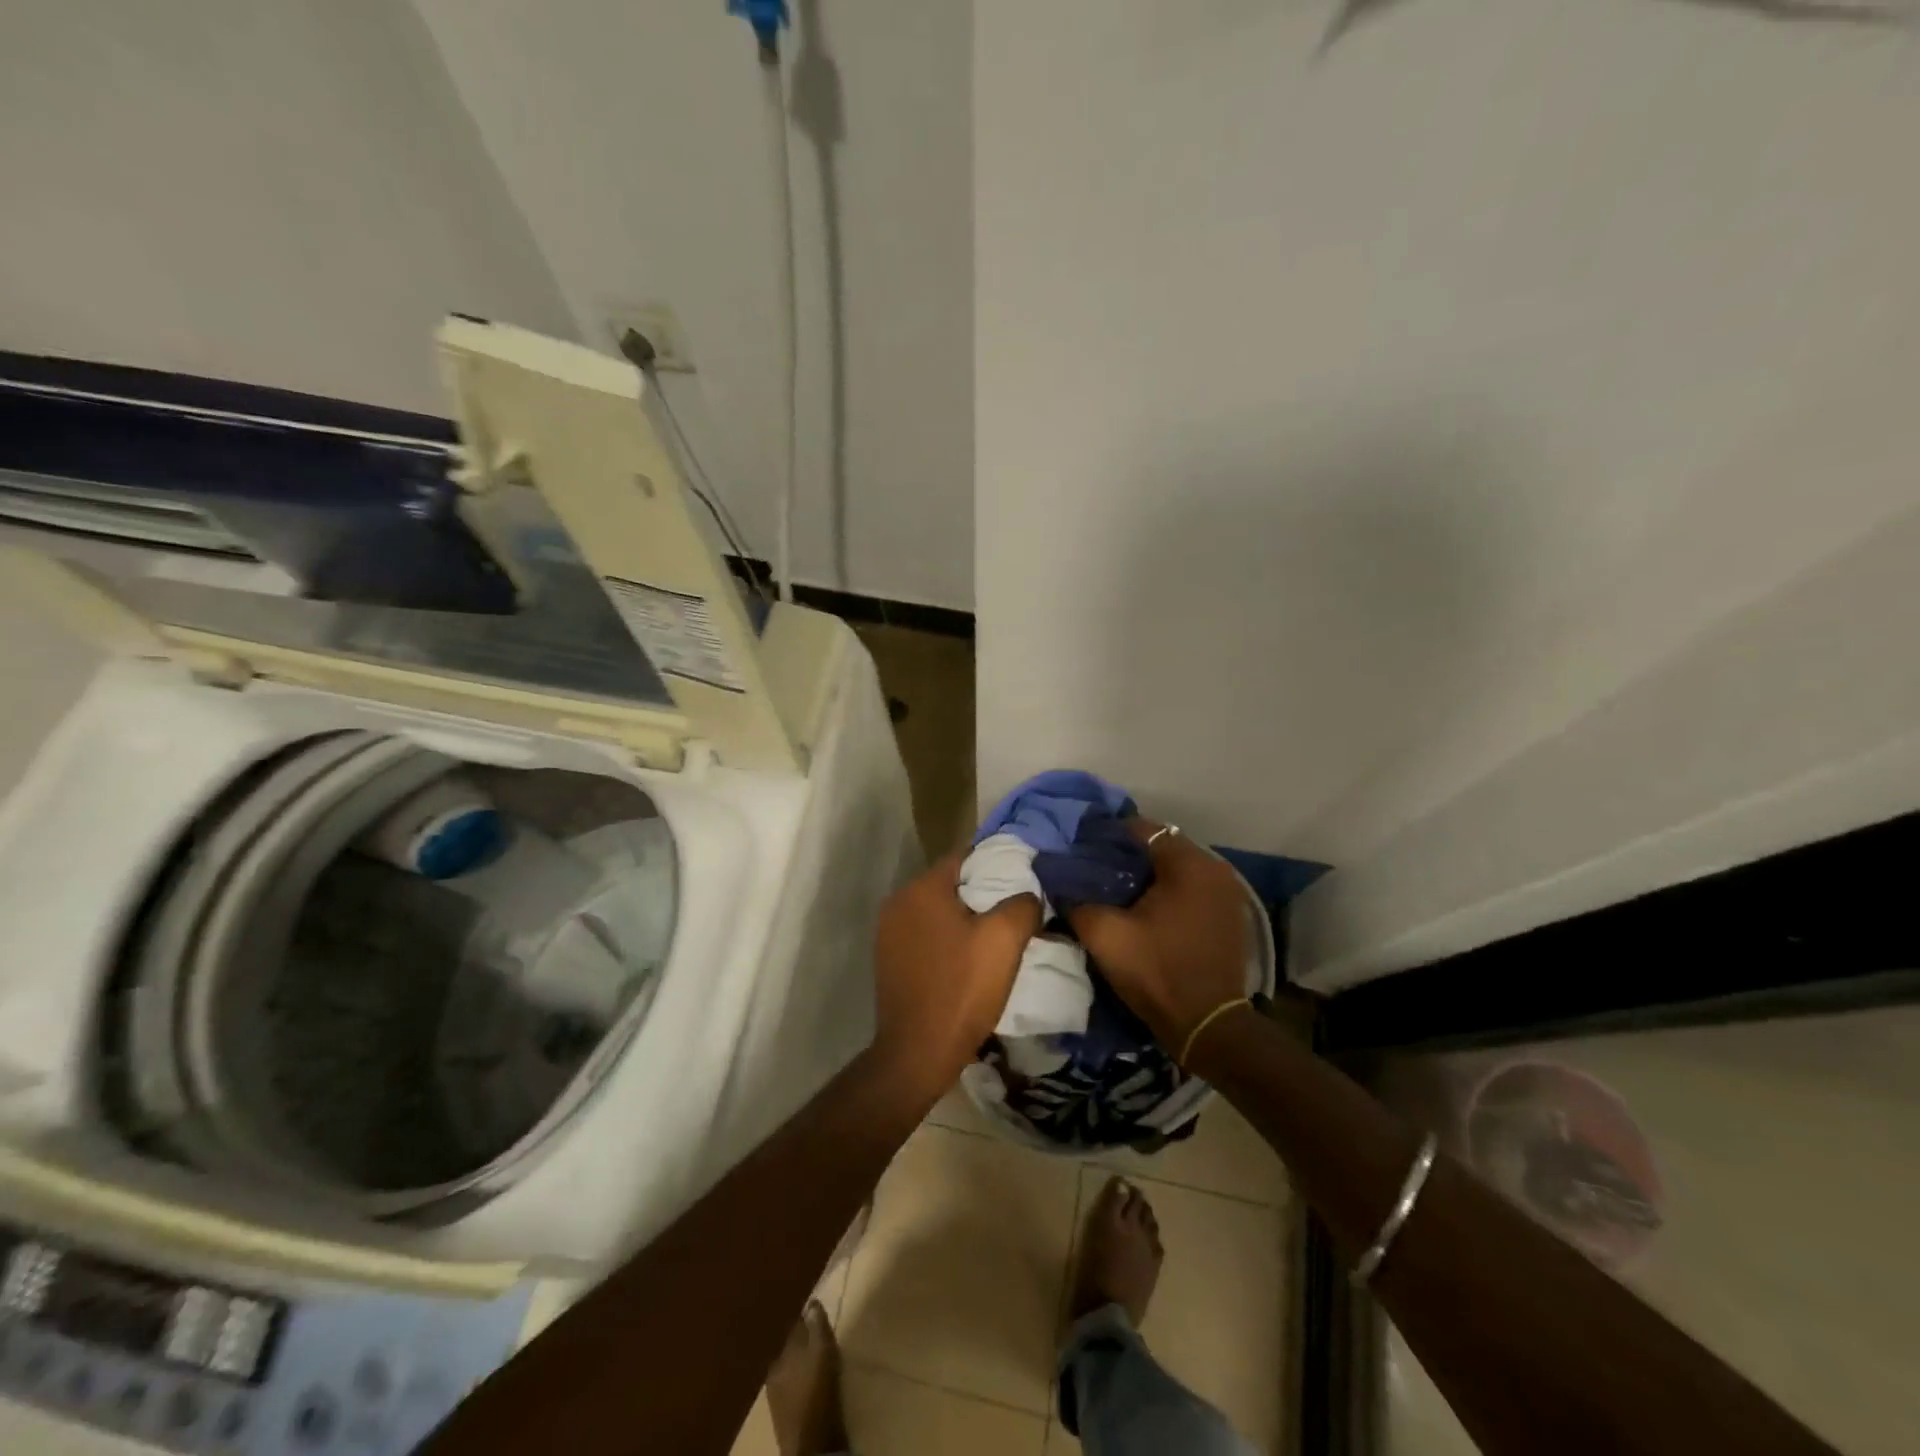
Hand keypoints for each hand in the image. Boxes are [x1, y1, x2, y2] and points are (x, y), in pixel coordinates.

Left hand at [870, 854, 1040, 1099]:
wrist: (917, 1052)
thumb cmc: (961, 989)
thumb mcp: (1004, 942)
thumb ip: (1022, 905)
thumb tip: (1028, 894)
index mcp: (922, 889)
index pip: (965, 857)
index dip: (997, 863)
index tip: (1024, 876)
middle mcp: (898, 902)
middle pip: (950, 884)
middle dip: (982, 892)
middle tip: (1016, 908)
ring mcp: (888, 932)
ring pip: (937, 911)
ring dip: (965, 918)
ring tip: (996, 935)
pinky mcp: (888, 959)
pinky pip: (925, 934)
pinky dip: (947, 938)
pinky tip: (968, 958)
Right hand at [1065, 822, 1250, 1058]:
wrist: (1208, 1026)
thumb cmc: (1156, 971)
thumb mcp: (1104, 935)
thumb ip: (1076, 900)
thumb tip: (1059, 882)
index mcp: (1188, 864)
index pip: (1140, 829)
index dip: (1107, 836)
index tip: (1081, 850)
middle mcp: (1214, 867)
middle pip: (1160, 846)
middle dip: (1127, 855)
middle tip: (1094, 870)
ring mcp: (1227, 892)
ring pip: (1176, 868)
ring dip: (1147, 874)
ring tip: (1115, 889)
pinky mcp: (1228, 914)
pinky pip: (1191, 888)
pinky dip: (1168, 891)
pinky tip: (1144, 908)